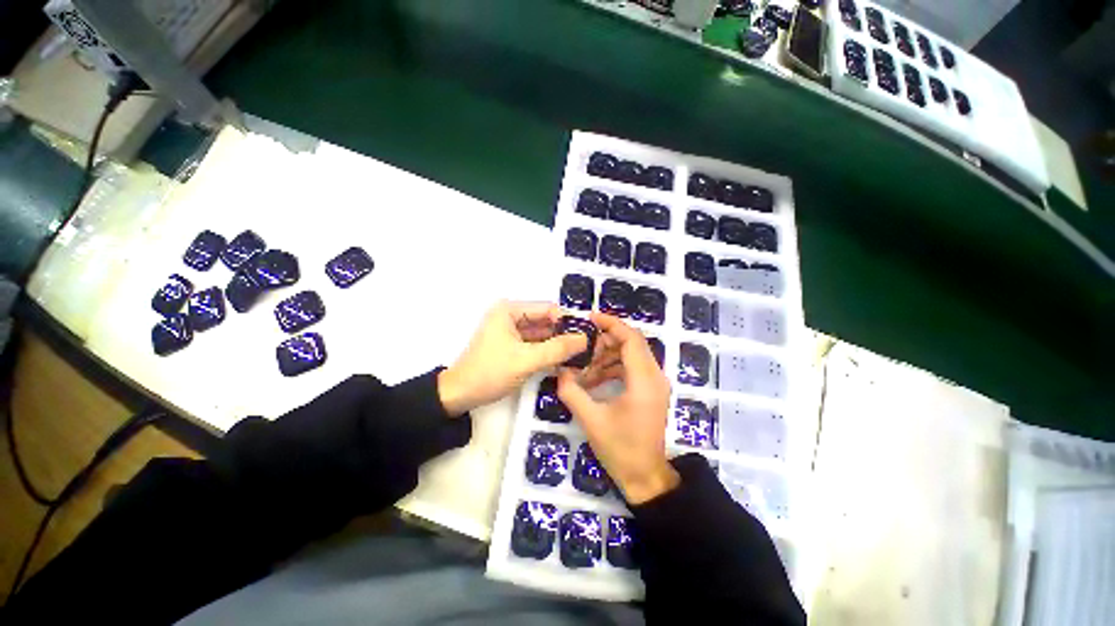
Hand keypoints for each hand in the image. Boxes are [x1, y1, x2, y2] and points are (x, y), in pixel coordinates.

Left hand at [438, 301, 587, 415]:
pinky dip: (548, 353)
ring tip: (579, 357)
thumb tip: (585, 339)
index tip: (585, 337)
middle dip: (564, 335)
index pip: (548, 309)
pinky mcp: (513, 347)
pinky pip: (536, 346)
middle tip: (586, 349)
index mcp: (510, 310)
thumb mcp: (526, 360)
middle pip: (546, 322)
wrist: (459, 396)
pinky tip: (564, 363)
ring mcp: (512, 332)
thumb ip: (557, 349)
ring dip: (558, 346)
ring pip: (542, 335)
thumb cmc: (490, 372)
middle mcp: (512, 316)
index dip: (567, 321)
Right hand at [557, 313, 679, 504]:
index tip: (590, 317)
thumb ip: (572, 392)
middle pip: (632, 343)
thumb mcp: (591, 420)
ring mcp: (655, 383)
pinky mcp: (651, 390)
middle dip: (605, 341)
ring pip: (631, 355)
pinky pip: (632, 368)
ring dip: (607, 356)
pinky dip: (613, 368)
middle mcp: (654, 376)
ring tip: (585, 368)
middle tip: (582, 348)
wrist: (645, 477)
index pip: (631, 339)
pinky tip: (594, 380)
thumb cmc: (621, 450)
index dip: (611, 324)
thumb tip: (560, 372)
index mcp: (644, 380)